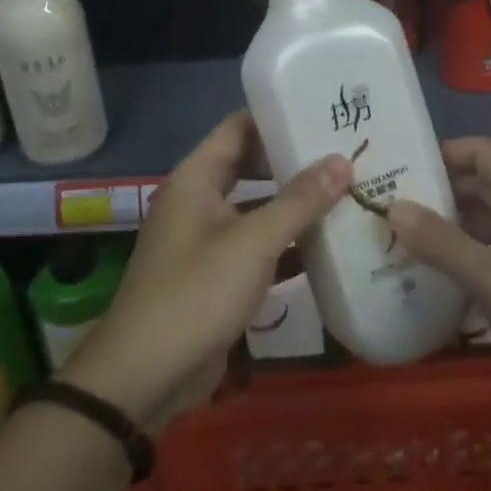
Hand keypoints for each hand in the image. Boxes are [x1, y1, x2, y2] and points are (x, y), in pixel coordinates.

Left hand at [65, 111, 350, 432]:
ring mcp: (207, 240)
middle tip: (344, 154)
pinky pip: (257, 248)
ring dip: (295, 206)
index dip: (278, 116)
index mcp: (197, 179)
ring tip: (346, 193)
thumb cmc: (195, 294)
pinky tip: (329, 248)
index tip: (322, 112)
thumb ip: (299, 201)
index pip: (239, 127)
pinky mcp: (217, 277)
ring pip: (257, 209)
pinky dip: (287, 246)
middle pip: (251, 166)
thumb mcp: (253, 243)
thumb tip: (341, 160)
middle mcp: (199, 201)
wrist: (143, 378)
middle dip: (294, 162)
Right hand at [388, 137, 490, 413]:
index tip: (403, 168)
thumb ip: (443, 243)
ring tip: (411, 236)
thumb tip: (393, 206)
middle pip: (486, 182)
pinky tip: (449, 270)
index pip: (481, 152)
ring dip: (457, 222)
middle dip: (442, 191)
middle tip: (396, 205)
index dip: (443, 153)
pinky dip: (476, 248)